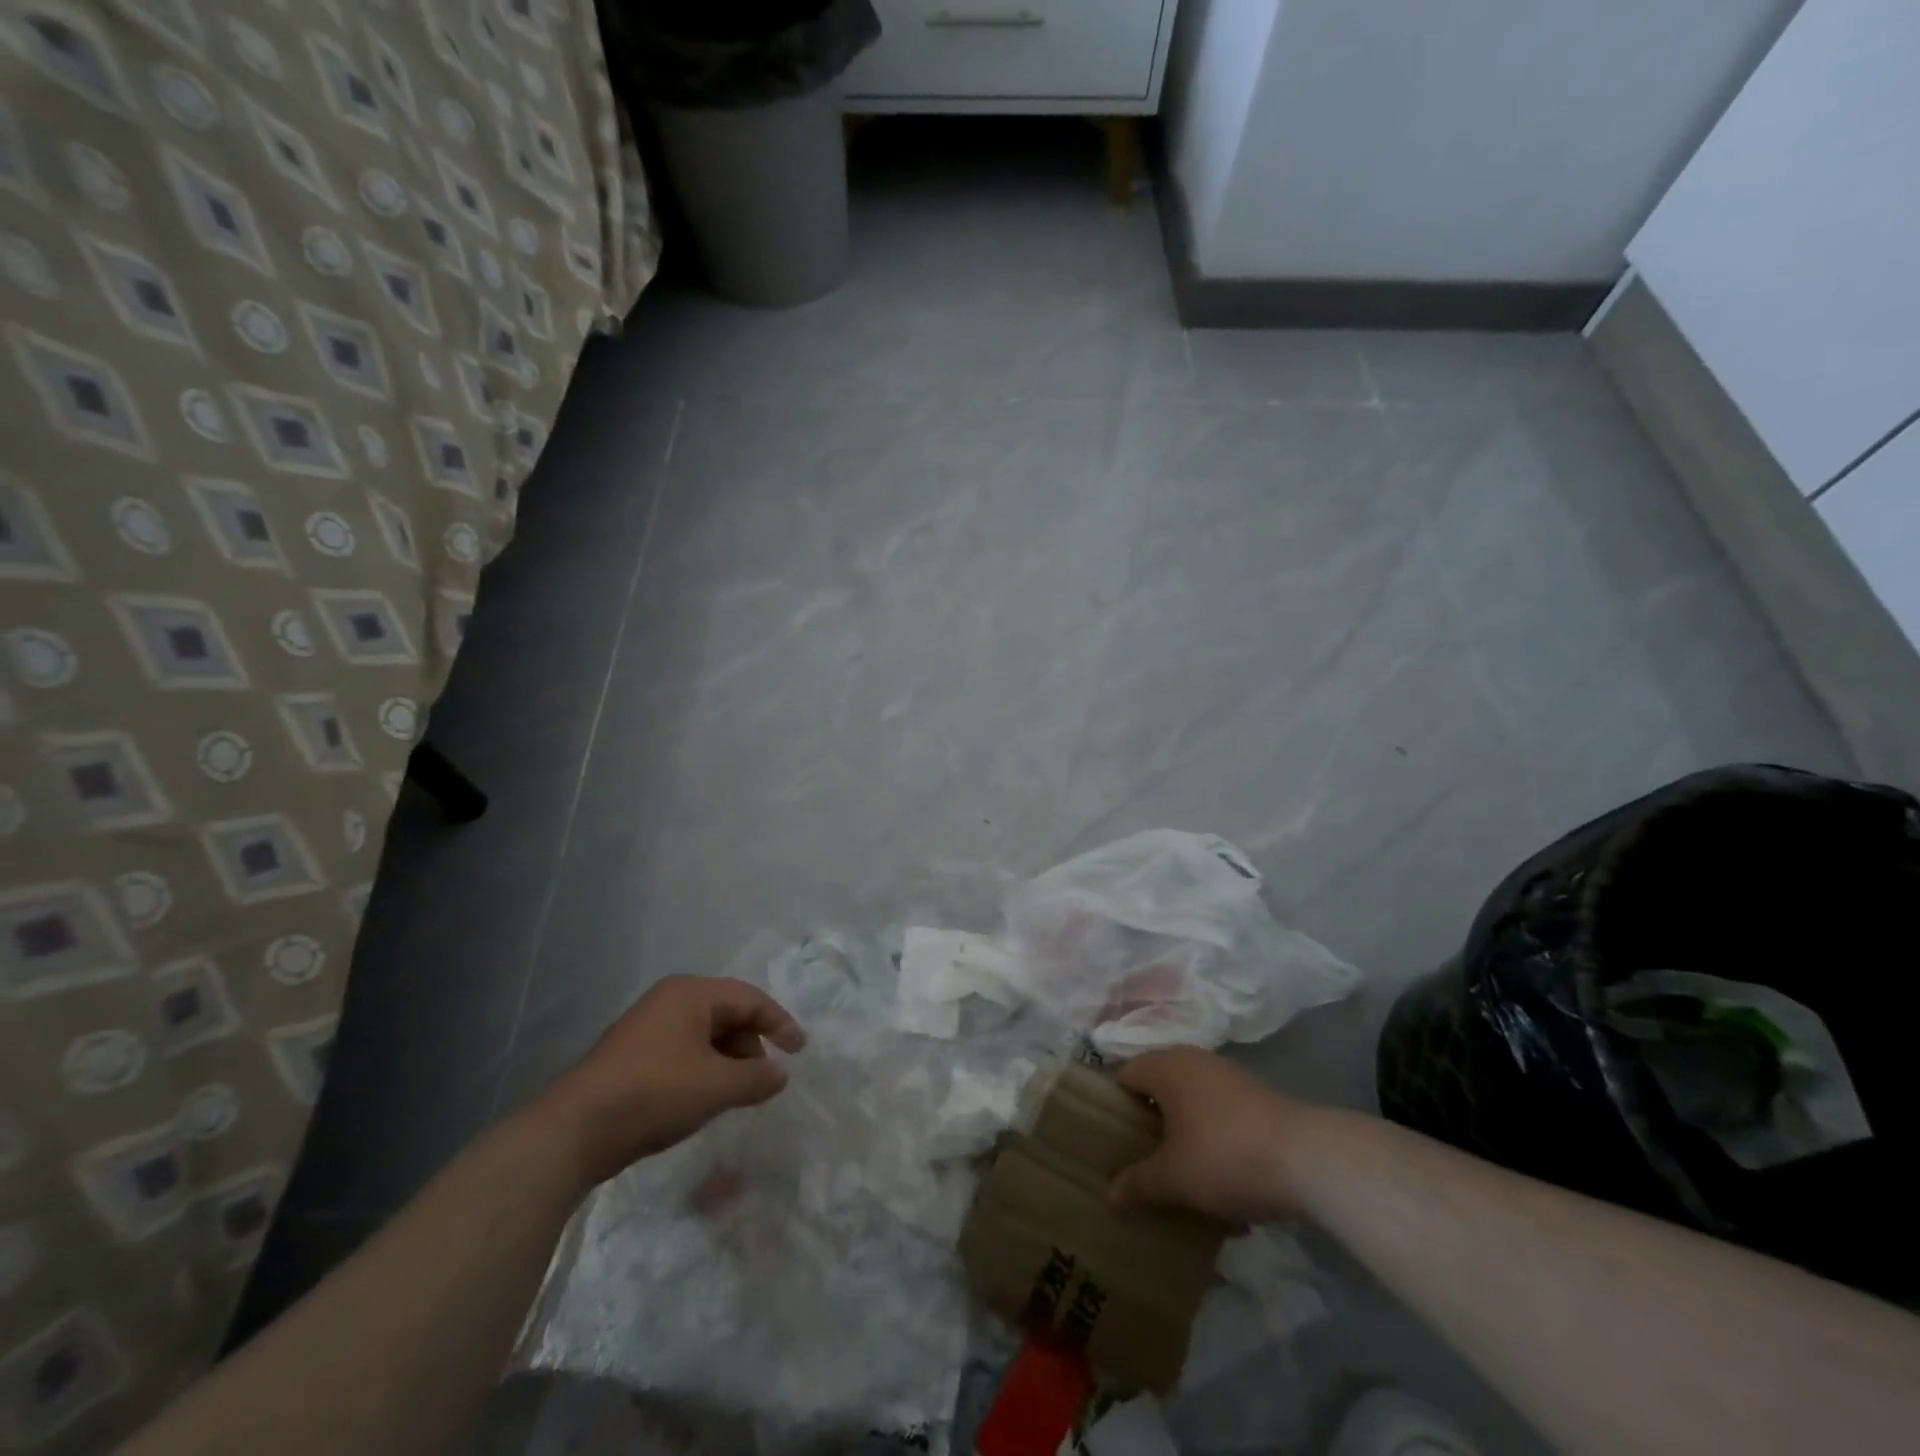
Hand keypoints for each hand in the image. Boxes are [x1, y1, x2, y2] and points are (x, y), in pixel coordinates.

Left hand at [533, 976, 805, 1188]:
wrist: (575, 1131)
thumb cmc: (654, 1093)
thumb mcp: (716, 1086)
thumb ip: (757, 1077)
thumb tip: (780, 1075)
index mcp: (692, 993)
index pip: (750, 999)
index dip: (780, 1023)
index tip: (800, 1051)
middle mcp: (671, 1000)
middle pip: (728, 1014)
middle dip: (752, 1045)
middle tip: (764, 1078)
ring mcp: (649, 1027)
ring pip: (706, 1035)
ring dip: (729, 1061)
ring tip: (738, 1094)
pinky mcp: (635, 1055)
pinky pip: (685, 1052)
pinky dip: (705, 1070)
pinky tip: (706, 1098)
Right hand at [1110, 1047, 1314, 1223]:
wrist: (1308, 1158)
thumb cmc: (1224, 1155)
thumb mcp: (1174, 1178)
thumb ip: (1138, 1184)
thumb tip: (1110, 1196)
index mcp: (1166, 1067)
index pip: (1124, 1074)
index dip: (1111, 1105)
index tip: (1107, 1140)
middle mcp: (1194, 1061)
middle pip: (1158, 1089)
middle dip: (1148, 1126)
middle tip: (1138, 1161)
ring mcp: (1229, 1077)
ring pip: (1192, 1105)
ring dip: (1183, 1138)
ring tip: (1179, 1179)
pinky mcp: (1257, 1099)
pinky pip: (1220, 1117)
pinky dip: (1214, 1143)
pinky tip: (1223, 1185)